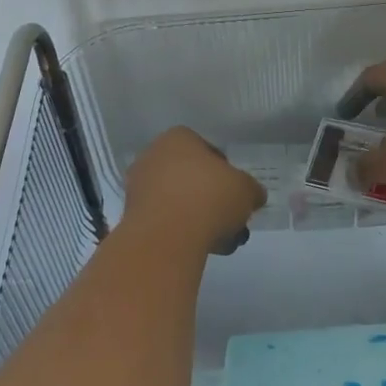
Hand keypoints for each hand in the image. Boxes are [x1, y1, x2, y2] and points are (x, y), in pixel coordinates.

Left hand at [121, 127, 265, 255]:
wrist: (167, 237)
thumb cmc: (209, 197)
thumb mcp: (245, 190)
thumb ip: (251, 190)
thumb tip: (253, 196)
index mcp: (178, 137)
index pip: (208, 150)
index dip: (226, 173)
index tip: (236, 194)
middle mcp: (153, 155)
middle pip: (191, 176)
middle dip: (210, 198)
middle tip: (229, 219)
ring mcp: (139, 186)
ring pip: (177, 199)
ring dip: (197, 217)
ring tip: (220, 241)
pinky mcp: (131, 216)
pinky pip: (164, 219)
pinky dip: (180, 231)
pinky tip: (199, 248)